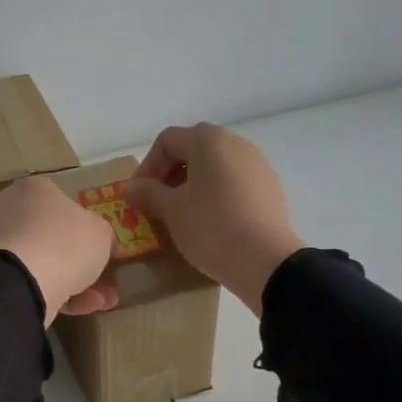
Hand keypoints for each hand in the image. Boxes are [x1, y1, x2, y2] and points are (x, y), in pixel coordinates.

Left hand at [0, 176, 118, 324]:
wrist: (19, 280)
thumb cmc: (65, 242)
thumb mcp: (101, 233)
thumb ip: (101, 235)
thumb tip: (99, 242)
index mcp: (34, 189)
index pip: (62, 203)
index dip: (85, 227)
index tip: (102, 249)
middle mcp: (9, 210)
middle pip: (51, 236)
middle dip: (81, 262)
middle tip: (105, 281)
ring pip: (43, 263)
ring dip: (75, 283)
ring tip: (102, 302)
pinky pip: (29, 282)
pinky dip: (55, 295)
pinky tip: (80, 309)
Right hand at [124, 124, 303, 314]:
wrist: (266, 262)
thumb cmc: (211, 227)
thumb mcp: (171, 210)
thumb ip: (147, 192)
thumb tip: (130, 187)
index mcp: (209, 141)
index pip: (167, 140)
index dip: (147, 165)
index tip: (140, 194)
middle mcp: (236, 143)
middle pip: (193, 149)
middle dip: (170, 174)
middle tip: (158, 202)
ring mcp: (257, 164)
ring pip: (215, 166)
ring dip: (193, 184)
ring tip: (183, 213)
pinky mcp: (270, 187)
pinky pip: (234, 182)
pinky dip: (216, 193)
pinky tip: (211, 221)